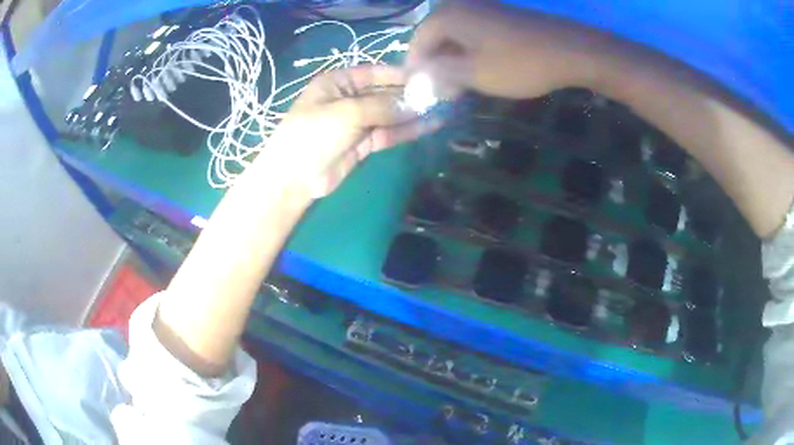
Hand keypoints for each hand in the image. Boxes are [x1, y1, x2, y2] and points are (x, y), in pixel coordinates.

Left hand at [261, 65, 439, 196]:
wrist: (295, 178)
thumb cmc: (313, 134)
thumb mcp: (347, 112)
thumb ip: (383, 106)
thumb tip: (416, 102)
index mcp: (338, 82)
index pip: (375, 73)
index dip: (400, 74)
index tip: (428, 76)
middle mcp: (350, 98)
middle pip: (385, 93)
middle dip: (410, 95)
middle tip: (441, 95)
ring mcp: (357, 122)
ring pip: (390, 114)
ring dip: (413, 113)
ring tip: (442, 110)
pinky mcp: (364, 144)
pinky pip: (389, 132)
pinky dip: (407, 130)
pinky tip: (429, 125)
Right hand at [406, 1, 606, 99]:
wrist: (569, 50)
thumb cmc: (519, 63)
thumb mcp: (473, 73)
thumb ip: (439, 73)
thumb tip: (419, 76)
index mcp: (447, 16)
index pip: (417, 42)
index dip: (415, 69)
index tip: (419, 92)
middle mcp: (459, 6)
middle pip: (434, 37)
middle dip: (435, 65)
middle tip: (441, 92)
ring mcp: (482, 8)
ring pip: (454, 36)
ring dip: (452, 61)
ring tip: (459, 86)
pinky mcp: (499, 15)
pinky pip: (473, 33)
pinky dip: (469, 52)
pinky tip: (478, 70)